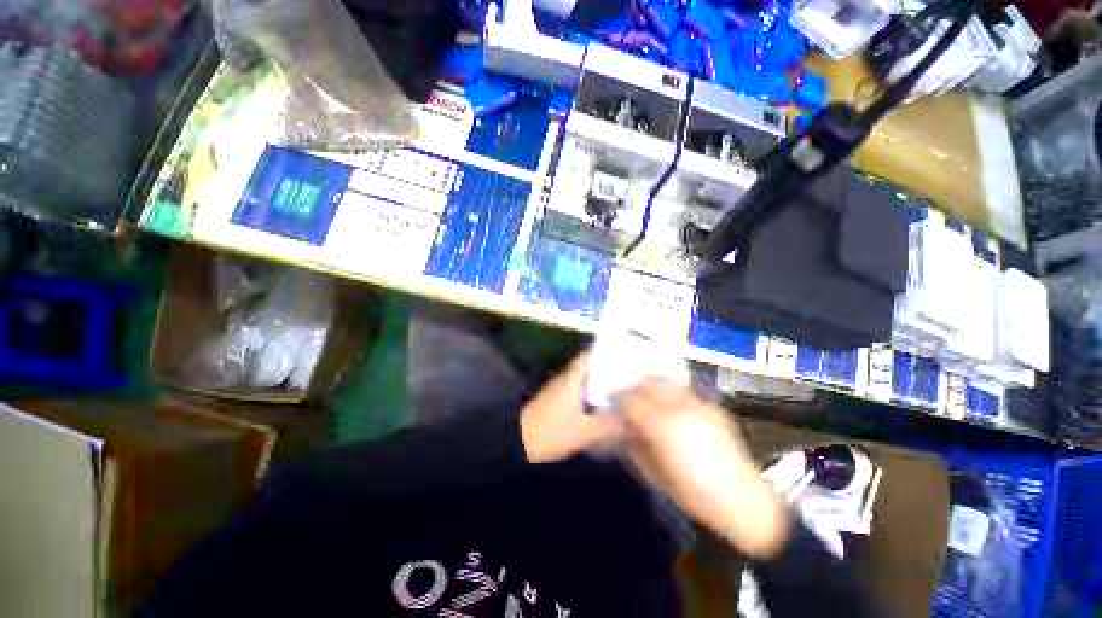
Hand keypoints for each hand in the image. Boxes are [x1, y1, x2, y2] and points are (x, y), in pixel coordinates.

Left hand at [521, 354, 621, 464]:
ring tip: (621, 392)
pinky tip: (602, 408)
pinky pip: (578, 392)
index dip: (606, 354)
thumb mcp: (586, 431)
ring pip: (584, 381)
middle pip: (589, 368)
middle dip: (608, 372)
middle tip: (629, 377)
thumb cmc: (553, 430)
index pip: (589, 356)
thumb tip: (631, 423)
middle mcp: (566, 378)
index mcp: (573, 378)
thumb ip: (610, 426)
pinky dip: (590, 396)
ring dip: (599, 385)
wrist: (520, 441)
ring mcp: (560, 389)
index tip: (625, 357)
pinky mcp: (556, 401)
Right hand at [613, 380, 791, 557]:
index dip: (618, 397)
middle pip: (649, 384)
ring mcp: (700, 405)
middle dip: (636, 387)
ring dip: (654, 386)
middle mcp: (679, 408)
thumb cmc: (691, 493)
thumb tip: (622, 429)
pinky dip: (675, 393)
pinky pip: (688, 390)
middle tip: (630, 396)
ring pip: (668, 382)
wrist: (740, 501)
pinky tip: (674, 405)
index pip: (631, 400)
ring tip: (649, 396)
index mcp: (661, 426)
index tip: (612, 399)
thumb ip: (634, 446)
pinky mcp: (714, 408)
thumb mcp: (654, 473)